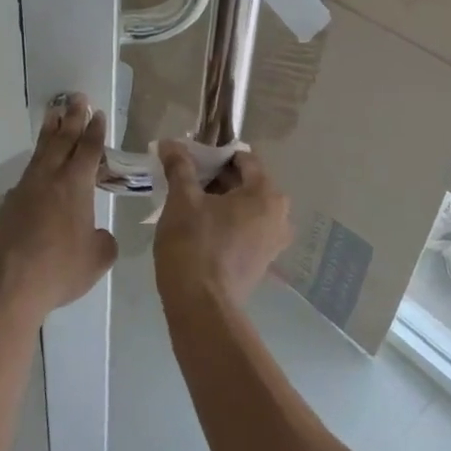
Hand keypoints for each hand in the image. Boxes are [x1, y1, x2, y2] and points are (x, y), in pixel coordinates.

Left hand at [0, 93, 117, 327]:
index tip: (98, 113)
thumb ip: (103, 242)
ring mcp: (26, 189)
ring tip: (53, 114)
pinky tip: (38, 165)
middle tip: (77, 98)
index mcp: (76, 185)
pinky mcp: (9, 204)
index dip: (95, 131)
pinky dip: (37, 161)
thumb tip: (99, 236)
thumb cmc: (58, 268)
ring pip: (41, 152)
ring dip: (50, 131)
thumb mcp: (96, 260)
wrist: (6, 282)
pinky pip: (28, 173)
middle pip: (63, 140)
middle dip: (72, 118)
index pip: (88, 149)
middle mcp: (50, 178)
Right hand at [152, 141, 291, 308]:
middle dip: (216, 177)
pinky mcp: (262, 263)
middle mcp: (279, 215)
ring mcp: (274, 242)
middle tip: (185, 178)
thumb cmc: (194, 244)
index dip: (215, 153)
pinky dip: (227, 222)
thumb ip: (179, 166)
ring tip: (189, 201)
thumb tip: (170, 143)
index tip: (190, 157)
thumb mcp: (182, 199)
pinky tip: (200, 226)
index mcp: (266, 194)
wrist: (201, 307)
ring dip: (220, 200)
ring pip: (246, 207)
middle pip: (247, 182)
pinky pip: (246, 229)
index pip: (244, 159)